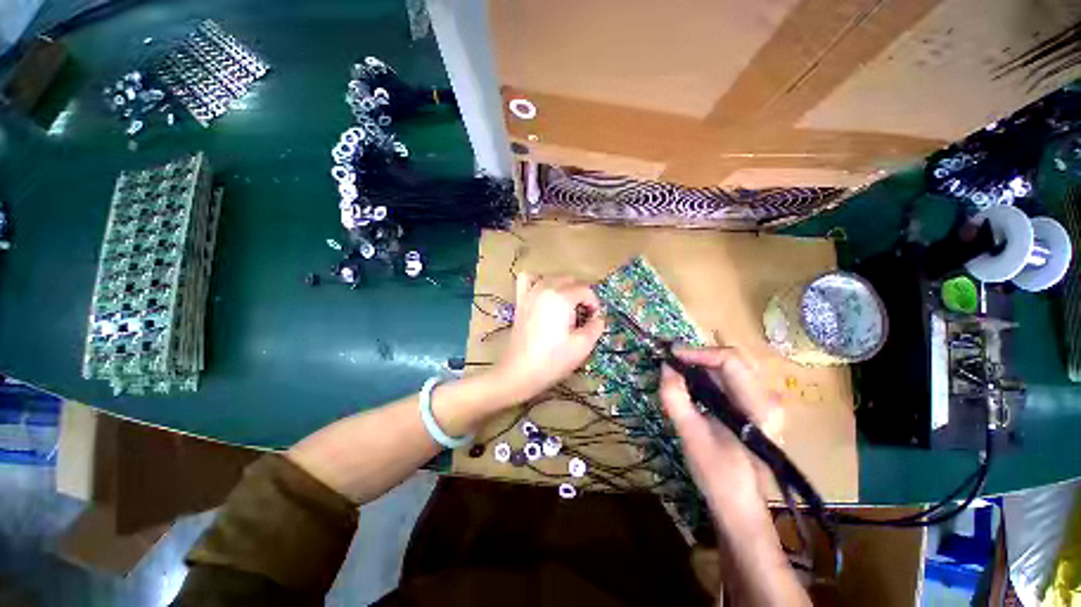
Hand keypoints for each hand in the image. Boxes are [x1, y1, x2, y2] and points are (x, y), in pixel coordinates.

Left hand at [494, 273, 604, 402]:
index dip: (594, 304)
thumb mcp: (583, 345)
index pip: (586, 290)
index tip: (594, 320)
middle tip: (582, 317)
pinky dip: (538, 280)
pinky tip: (543, 293)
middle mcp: (546, 288)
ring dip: (563, 287)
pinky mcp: (520, 301)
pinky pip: (528, 278)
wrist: (521, 372)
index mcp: (562, 297)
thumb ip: (596, 326)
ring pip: (552, 277)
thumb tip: (598, 317)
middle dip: (581, 295)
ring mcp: (530, 293)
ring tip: (566, 305)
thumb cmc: (553, 359)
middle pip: (570, 280)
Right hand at [660, 347, 780, 528]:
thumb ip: (676, 397)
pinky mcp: (755, 408)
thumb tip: (665, 366)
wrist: (740, 506)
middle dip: (700, 356)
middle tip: (672, 360)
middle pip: (733, 359)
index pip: (731, 360)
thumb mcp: (691, 435)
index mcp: (759, 407)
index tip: (671, 354)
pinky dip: (708, 376)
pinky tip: (691, 383)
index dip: (699, 352)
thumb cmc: (718, 475)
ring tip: (677, 369)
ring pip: (731, 367)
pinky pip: (731, 380)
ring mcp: (764, 403)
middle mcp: (768, 399)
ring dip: (702, 364)